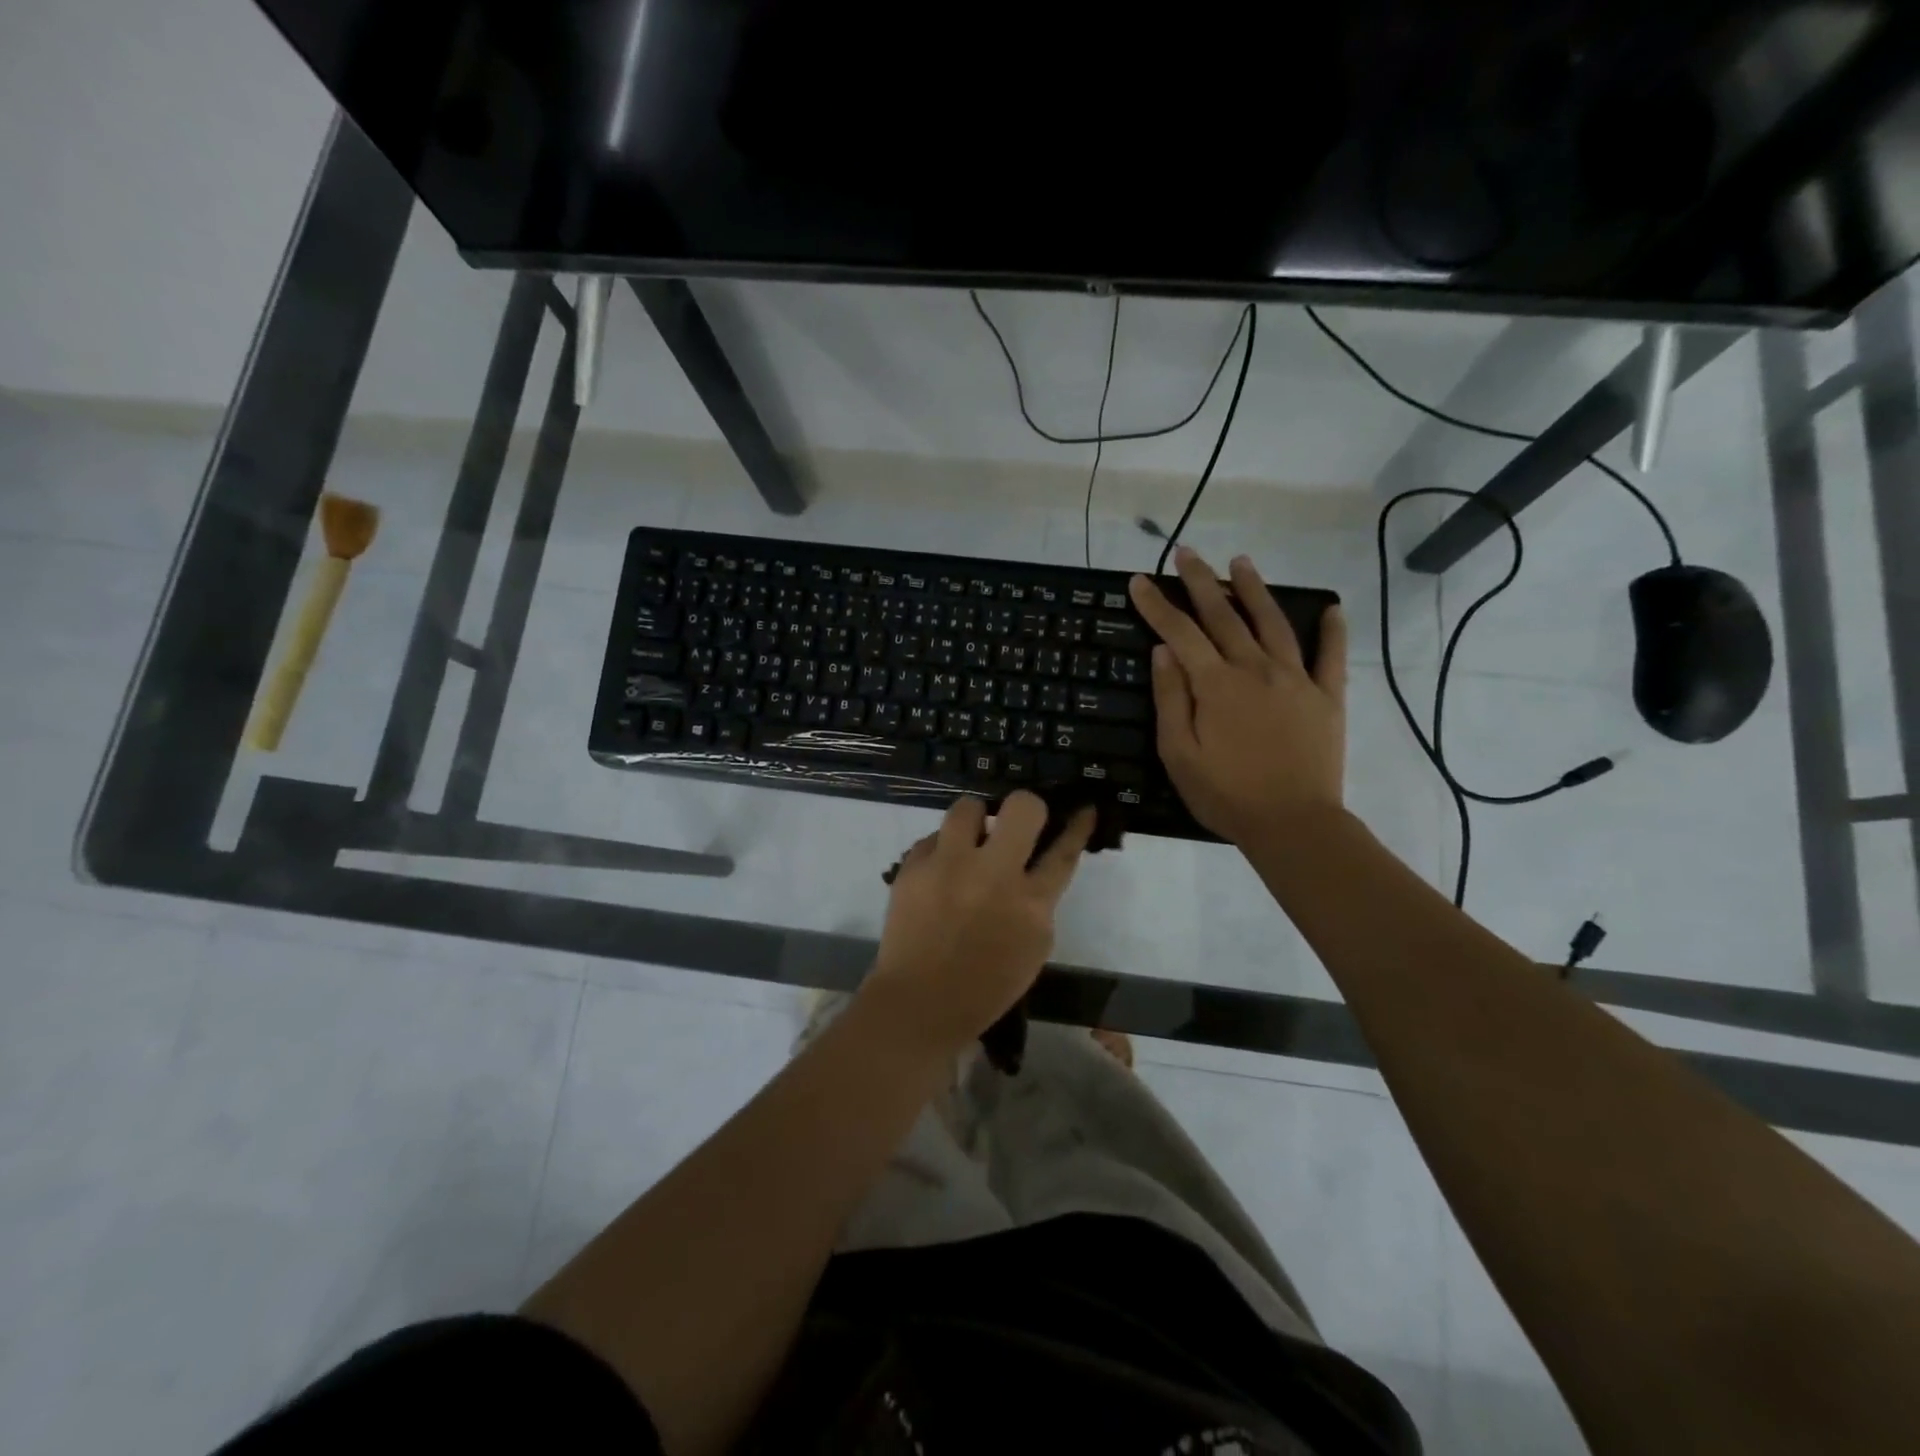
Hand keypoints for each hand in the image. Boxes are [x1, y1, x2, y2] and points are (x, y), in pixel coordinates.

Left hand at [864, 792, 1094, 1056]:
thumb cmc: (984, 986)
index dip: (1077, 826)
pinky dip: (941, 851)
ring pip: (969, 806)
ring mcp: (949, 865)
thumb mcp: (1032, 948)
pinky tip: (938, 873)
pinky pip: (933, 838)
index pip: (1063, 851)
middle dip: (1025, 807)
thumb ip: (1038, 903)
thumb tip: (1032, 868)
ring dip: (975, 820)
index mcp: (1031, 904)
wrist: (919, 1002)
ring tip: (969, 841)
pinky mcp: (914, 866)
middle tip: (1016, 823)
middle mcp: (993, 874)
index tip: (1082, 808)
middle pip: (1022, 807)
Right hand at [1129, 547, 1347, 847]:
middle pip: (1224, 616)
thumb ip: (1171, 699)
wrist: (1293, 824)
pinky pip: (1331, 656)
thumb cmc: (1225, 794)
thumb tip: (1163, 651)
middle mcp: (1255, 669)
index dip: (1157, 605)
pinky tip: (1331, 609)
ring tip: (1240, 563)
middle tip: (1185, 553)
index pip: (1180, 632)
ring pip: (1272, 623)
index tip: (1139, 581)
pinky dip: (1332, 630)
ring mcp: (1295, 680)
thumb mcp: (1179, 753)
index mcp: (1215, 685)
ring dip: (1254, 590)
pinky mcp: (1326, 697)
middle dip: (1200, 582)